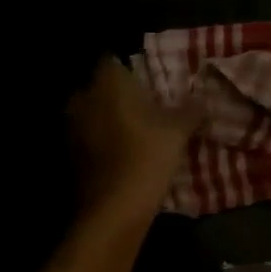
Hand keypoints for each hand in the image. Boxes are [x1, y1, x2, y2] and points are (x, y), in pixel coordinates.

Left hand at [67, 56, 201, 214]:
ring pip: (93, 114)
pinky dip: (101, 144)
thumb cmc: (146, 159)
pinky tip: (121, 158)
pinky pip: (88, 139)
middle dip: (120, 97)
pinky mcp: (68, 155)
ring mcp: (70, 127)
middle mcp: (82, 97)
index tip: (151, 85)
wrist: (112, 211)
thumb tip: (202, 99)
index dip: (132, 71)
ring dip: (109, 122)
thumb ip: (190, 111)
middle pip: (101, 88)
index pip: (114, 60)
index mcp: (106, 83)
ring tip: (136, 136)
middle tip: (147, 110)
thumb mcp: (178, 133)